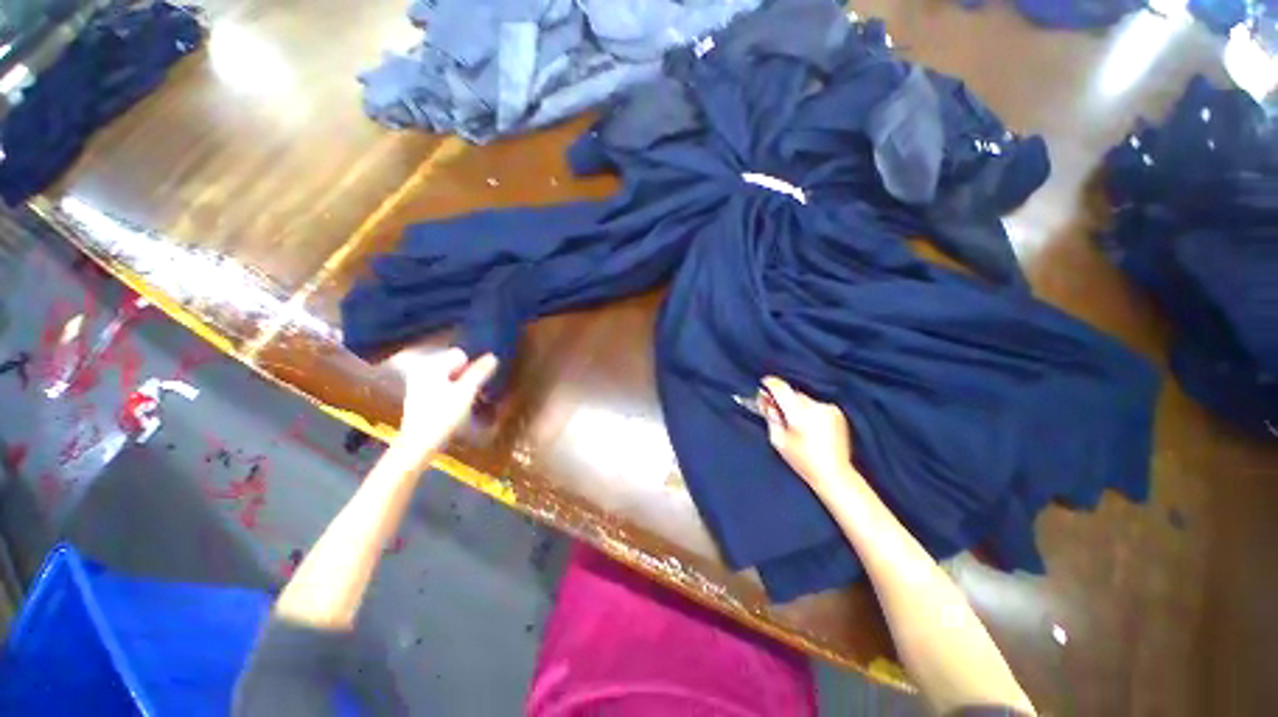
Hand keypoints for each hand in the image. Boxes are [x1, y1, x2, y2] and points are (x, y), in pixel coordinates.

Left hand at [391, 348, 497, 453]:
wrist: (418, 444)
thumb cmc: (442, 415)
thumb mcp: (467, 392)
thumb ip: (480, 372)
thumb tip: (493, 357)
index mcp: (432, 366)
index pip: (460, 355)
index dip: (473, 367)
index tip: (478, 384)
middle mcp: (422, 371)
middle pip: (455, 366)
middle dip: (468, 376)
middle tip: (476, 393)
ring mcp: (419, 385)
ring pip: (450, 378)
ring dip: (462, 386)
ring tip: (468, 402)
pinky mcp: (420, 399)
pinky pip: (443, 388)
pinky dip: (452, 394)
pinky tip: (456, 408)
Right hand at [761, 376, 857, 493]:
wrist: (834, 474)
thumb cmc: (803, 460)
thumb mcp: (778, 440)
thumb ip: (770, 417)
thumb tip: (765, 401)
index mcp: (798, 412)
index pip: (781, 388)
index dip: (770, 383)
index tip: (763, 383)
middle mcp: (815, 406)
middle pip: (793, 394)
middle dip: (784, 400)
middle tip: (777, 412)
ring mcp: (829, 408)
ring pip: (805, 400)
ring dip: (798, 407)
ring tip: (797, 425)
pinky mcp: (838, 413)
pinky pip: (817, 406)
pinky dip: (811, 412)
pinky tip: (811, 427)